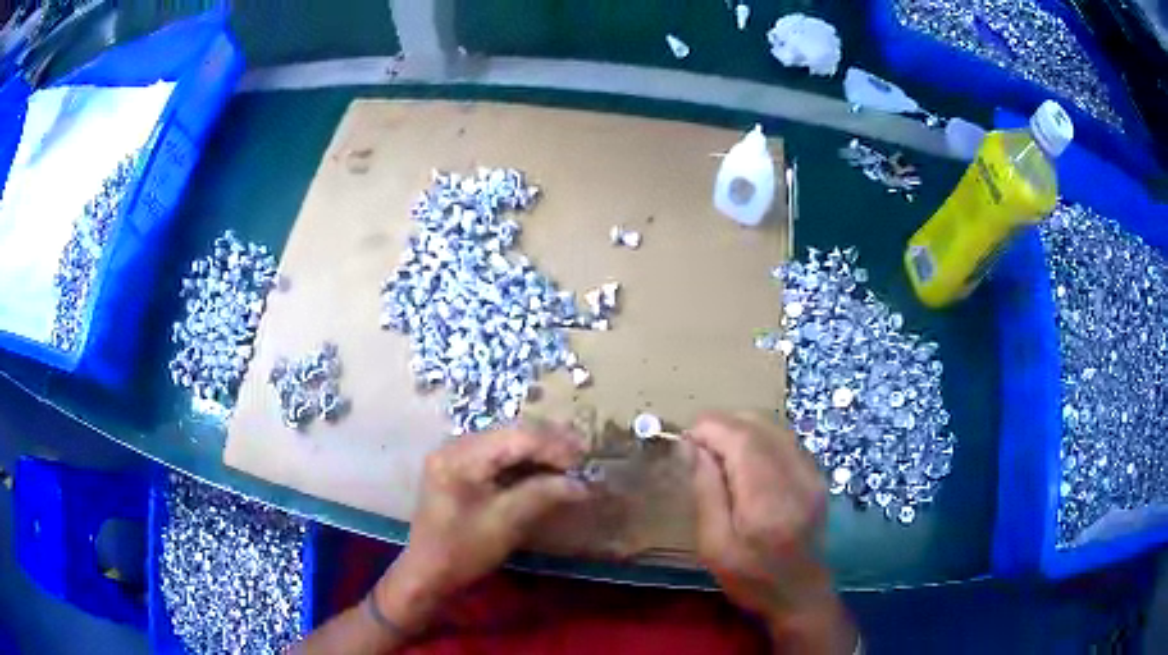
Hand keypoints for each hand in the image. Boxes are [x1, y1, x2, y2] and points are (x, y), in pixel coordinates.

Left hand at [374, 425, 591, 633]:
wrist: (427, 573)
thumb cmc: (462, 550)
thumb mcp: (505, 523)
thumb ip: (542, 495)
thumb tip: (582, 484)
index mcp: (460, 457)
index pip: (515, 438)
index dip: (552, 445)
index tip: (583, 458)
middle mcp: (455, 446)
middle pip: (509, 433)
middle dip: (548, 443)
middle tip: (582, 455)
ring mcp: (455, 456)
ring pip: (505, 441)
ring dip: (538, 450)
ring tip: (569, 461)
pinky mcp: (459, 469)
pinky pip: (497, 455)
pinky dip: (523, 461)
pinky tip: (544, 469)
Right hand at [688, 412, 854, 651]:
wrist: (800, 594)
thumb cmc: (751, 578)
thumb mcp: (714, 545)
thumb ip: (706, 491)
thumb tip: (694, 448)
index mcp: (767, 499)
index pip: (741, 439)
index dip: (710, 428)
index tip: (685, 439)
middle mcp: (796, 476)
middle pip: (758, 425)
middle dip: (722, 424)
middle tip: (697, 443)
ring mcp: (811, 473)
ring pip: (774, 426)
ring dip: (741, 428)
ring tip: (717, 449)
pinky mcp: (817, 475)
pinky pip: (785, 439)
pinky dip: (760, 438)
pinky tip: (745, 459)